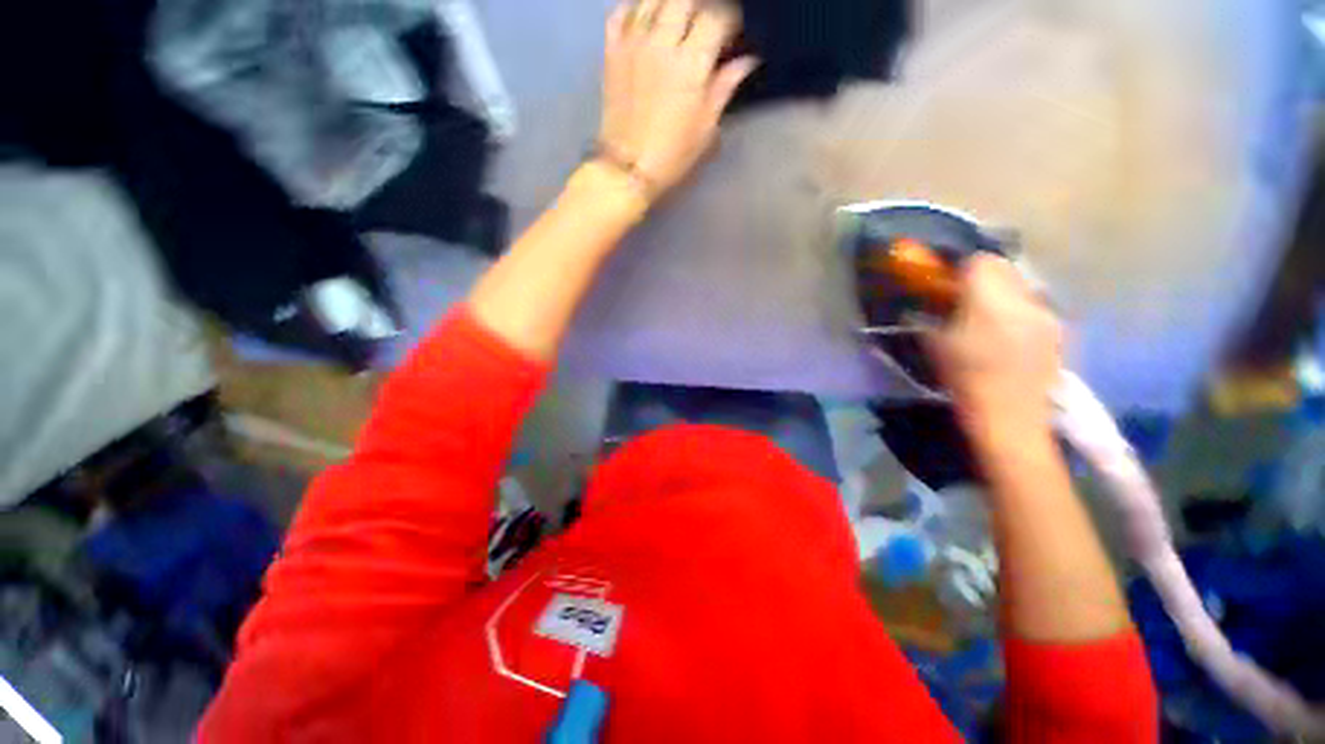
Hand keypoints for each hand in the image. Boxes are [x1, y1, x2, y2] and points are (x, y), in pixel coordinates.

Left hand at [598, 0, 757, 198]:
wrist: (626, 169)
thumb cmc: (671, 155)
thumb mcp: (706, 127)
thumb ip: (725, 86)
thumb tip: (747, 60)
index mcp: (691, 63)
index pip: (717, 16)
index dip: (730, 21)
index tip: (733, 35)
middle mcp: (661, 41)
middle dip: (701, 7)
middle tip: (706, 26)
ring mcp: (633, 42)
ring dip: (671, 4)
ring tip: (679, 20)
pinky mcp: (612, 50)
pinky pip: (621, 10)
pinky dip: (636, 8)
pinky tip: (647, 20)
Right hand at [926, 255, 1062, 432]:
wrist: (1010, 417)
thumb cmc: (965, 379)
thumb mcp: (934, 347)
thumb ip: (927, 318)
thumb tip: (918, 307)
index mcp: (989, 300)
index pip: (980, 261)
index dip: (962, 266)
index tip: (949, 280)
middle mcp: (1022, 298)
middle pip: (1005, 268)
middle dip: (984, 275)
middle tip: (967, 295)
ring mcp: (1045, 313)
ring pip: (1022, 285)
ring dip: (1003, 292)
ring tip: (989, 315)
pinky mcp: (1058, 329)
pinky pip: (1035, 305)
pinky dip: (1019, 309)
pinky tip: (1009, 331)